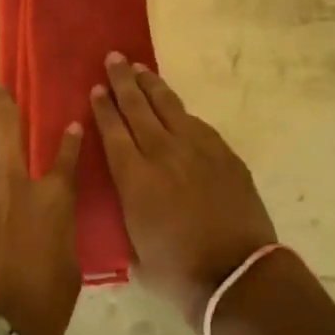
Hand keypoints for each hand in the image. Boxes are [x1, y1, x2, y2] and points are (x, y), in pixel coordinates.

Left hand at [0, 86, 83, 334]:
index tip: (70, 124)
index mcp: (52, 198)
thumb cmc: (43, 306)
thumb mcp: (70, 267)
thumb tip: (56, 222)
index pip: (66, 156)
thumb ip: (62, 233)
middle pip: (10, 128)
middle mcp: (15, 182)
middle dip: (4, 104)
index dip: (70, 138)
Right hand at [90, 55, 278, 330]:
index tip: (96, 87)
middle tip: (114, 58)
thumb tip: (126, 208)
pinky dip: (181, 111)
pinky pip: (196, 123)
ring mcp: (196, 149)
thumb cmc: (180, 273)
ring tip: (140, 68)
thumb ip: (127, 220)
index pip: (113, 131)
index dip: (104, 107)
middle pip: (138, 108)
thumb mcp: (136, 252)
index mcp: (135, 178)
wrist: (237, 276)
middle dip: (123, 81)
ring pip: (168, 106)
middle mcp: (162, 153)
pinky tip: (175, 106)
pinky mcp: (223, 153)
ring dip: (151, 85)